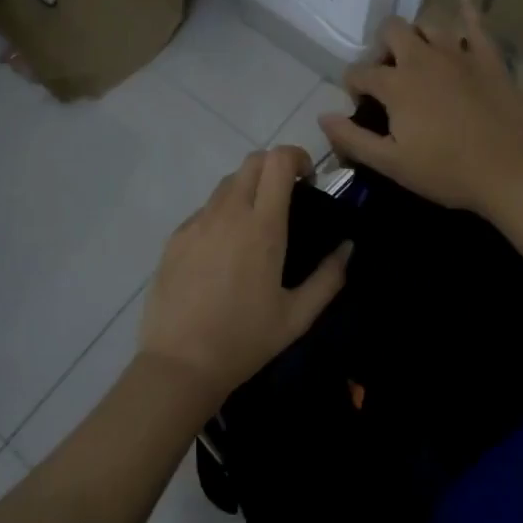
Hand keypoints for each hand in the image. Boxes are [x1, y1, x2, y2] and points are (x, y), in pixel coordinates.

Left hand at [139, 146, 350, 402]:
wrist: (179, 363)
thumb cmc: (245, 340)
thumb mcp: (298, 316)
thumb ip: (329, 278)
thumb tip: (347, 247)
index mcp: (262, 227)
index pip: (278, 161)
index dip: (297, 158)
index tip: (308, 181)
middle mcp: (227, 213)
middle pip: (252, 161)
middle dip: (274, 168)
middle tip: (287, 198)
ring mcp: (197, 222)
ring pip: (226, 184)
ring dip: (248, 190)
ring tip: (256, 227)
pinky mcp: (175, 237)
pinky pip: (204, 210)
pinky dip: (222, 215)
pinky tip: (224, 253)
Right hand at [319, 0, 522, 219]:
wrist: (510, 174)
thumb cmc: (446, 172)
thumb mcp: (391, 163)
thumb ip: (352, 138)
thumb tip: (322, 116)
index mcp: (396, 84)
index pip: (359, 71)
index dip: (354, 86)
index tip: (361, 105)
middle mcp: (423, 58)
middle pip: (391, 31)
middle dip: (382, 48)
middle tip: (389, 75)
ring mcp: (459, 54)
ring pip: (428, 24)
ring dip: (417, 36)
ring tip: (419, 57)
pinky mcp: (489, 58)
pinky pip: (476, 23)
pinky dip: (467, 8)